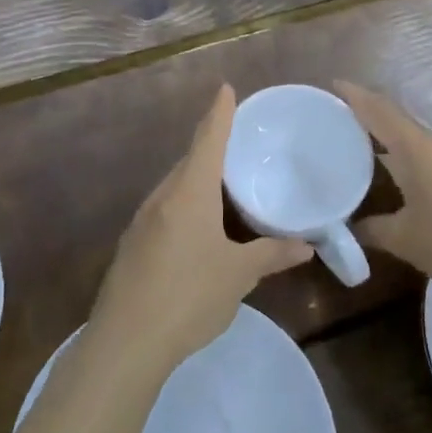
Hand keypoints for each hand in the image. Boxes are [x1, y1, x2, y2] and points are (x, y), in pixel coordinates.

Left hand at [89, 86, 310, 375]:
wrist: (125, 343)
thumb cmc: (189, 296)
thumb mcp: (238, 275)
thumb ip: (271, 255)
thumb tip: (306, 246)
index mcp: (189, 193)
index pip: (208, 141)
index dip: (219, 114)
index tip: (225, 89)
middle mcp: (162, 198)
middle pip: (189, 162)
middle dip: (210, 148)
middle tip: (236, 142)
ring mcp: (142, 222)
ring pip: (174, 188)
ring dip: (197, 180)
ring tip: (223, 185)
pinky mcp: (132, 246)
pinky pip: (164, 211)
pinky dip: (184, 205)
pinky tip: (197, 229)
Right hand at [335, 82, 431, 301]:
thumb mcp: (407, 240)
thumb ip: (375, 229)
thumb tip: (352, 228)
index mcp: (418, 150)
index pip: (380, 113)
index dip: (356, 97)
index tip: (336, 84)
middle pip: (402, 124)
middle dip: (374, 121)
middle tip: (346, 126)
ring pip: (424, 144)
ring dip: (401, 145)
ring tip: (378, 156)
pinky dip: (424, 166)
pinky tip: (422, 185)